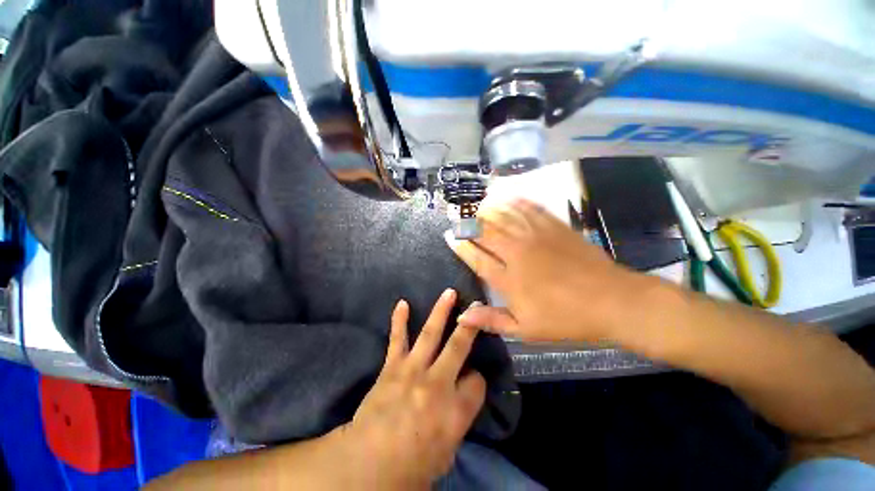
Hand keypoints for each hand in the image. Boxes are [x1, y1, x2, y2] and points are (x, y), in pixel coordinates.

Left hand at [338, 289, 485, 488]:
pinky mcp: (392, 367)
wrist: (368, 465)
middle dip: (470, 325)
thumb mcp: (448, 451)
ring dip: (441, 311)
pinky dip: (399, 320)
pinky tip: (403, 304)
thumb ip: (460, 417)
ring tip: (449, 292)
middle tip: (476, 306)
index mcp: (456, 409)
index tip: (473, 379)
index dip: (477, 379)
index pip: (478, 381)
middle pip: (459, 347)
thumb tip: (464, 392)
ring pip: (431, 334)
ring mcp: (413, 370)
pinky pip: (397, 339)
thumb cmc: (413, 467)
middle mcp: (438, 383)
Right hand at [445, 199, 643, 342]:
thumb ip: (491, 320)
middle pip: (486, 233)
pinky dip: (517, 202)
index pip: (477, 259)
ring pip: (505, 217)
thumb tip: (462, 317)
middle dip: (469, 225)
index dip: (461, 247)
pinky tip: (509, 197)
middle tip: (459, 218)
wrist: (611, 301)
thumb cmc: (565, 319)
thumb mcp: (526, 329)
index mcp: (508, 279)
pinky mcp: (555, 228)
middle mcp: (517, 253)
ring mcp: (536, 237)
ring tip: (478, 206)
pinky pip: (531, 209)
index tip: (450, 238)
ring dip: (489, 210)